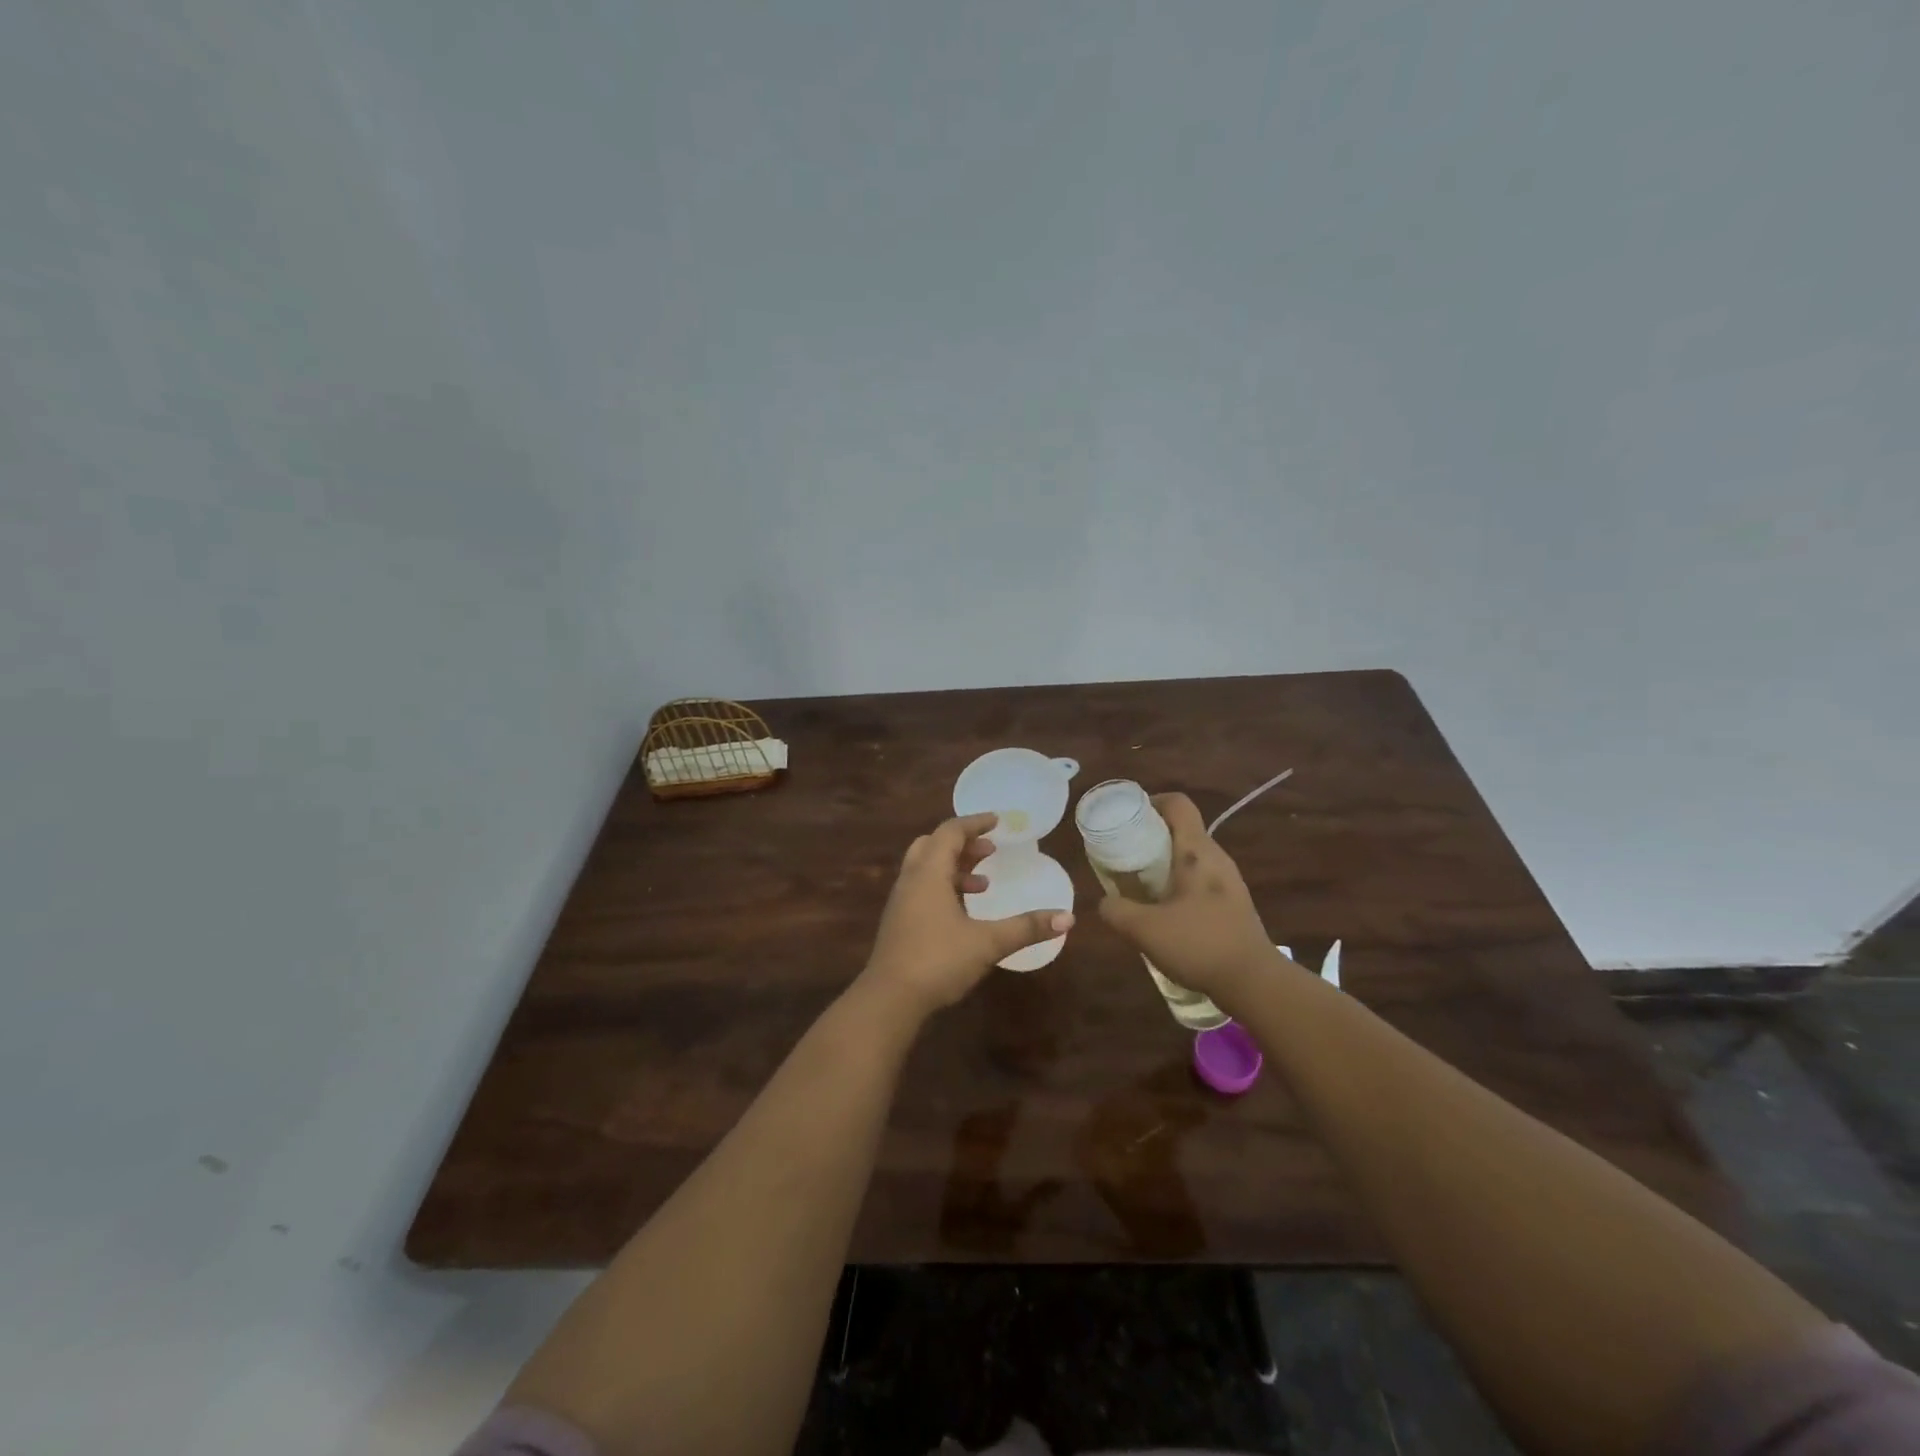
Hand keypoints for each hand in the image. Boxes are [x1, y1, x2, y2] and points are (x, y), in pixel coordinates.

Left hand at [861, 812, 1074, 1017]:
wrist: (889, 999)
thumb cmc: (938, 961)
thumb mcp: (988, 943)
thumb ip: (1026, 927)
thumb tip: (1068, 917)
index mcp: (929, 873)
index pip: (950, 832)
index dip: (975, 823)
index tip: (998, 821)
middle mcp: (911, 880)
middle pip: (933, 845)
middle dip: (963, 843)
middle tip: (990, 851)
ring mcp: (901, 902)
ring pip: (926, 868)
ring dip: (954, 867)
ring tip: (984, 883)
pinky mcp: (899, 922)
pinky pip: (922, 889)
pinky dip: (944, 887)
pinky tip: (964, 913)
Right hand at [1095, 792, 1282, 1004]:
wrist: (1254, 981)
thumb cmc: (1198, 944)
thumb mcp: (1143, 929)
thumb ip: (1116, 910)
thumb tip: (1105, 902)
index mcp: (1196, 850)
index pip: (1178, 804)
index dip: (1152, 802)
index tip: (1128, 818)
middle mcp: (1215, 857)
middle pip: (1181, 829)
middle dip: (1150, 836)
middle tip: (1125, 855)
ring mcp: (1228, 880)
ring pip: (1190, 856)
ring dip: (1164, 862)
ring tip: (1140, 884)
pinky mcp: (1233, 902)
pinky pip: (1200, 878)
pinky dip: (1178, 883)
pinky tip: (1164, 911)